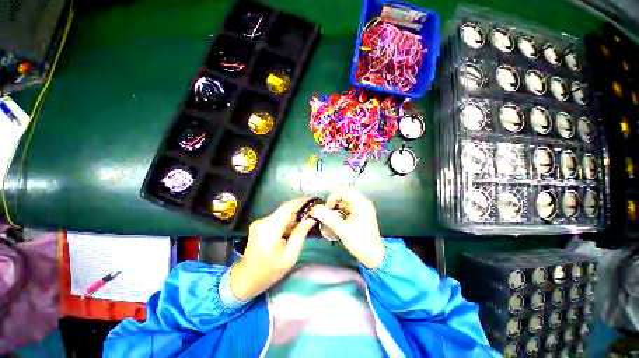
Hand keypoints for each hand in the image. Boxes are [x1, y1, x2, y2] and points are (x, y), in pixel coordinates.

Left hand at [230, 197, 316, 300]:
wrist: (246, 279)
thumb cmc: (269, 271)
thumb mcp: (290, 255)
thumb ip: (301, 234)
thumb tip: (311, 219)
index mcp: (270, 228)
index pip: (287, 207)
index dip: (301, 201)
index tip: (313, 199)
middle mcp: (263, 221)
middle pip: (285, 210)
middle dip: (300, 209)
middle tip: (314, 211)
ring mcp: (260, 223)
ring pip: (282, 214)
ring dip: (295, 216)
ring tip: (308, 219)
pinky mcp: (260, 226)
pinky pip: (278, 219)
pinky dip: (288, 221)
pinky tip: (297, 226)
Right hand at [310, 187, 384, 268]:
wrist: (373, 256)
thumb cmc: (360, 242)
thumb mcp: (342, 230)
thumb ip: (328, 218)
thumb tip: (315, 209)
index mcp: (361, 203)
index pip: (343, 190)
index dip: (332, 197)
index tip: (327, 209)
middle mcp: (363, 202)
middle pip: (344, 193)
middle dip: (333, 201)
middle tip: (328, 212)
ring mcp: (362, 207)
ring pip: (345, 199)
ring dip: (336, 206)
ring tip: (332, 217)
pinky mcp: (360, 212)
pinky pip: (347, 205)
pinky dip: (340, 210)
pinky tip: (337, 220)